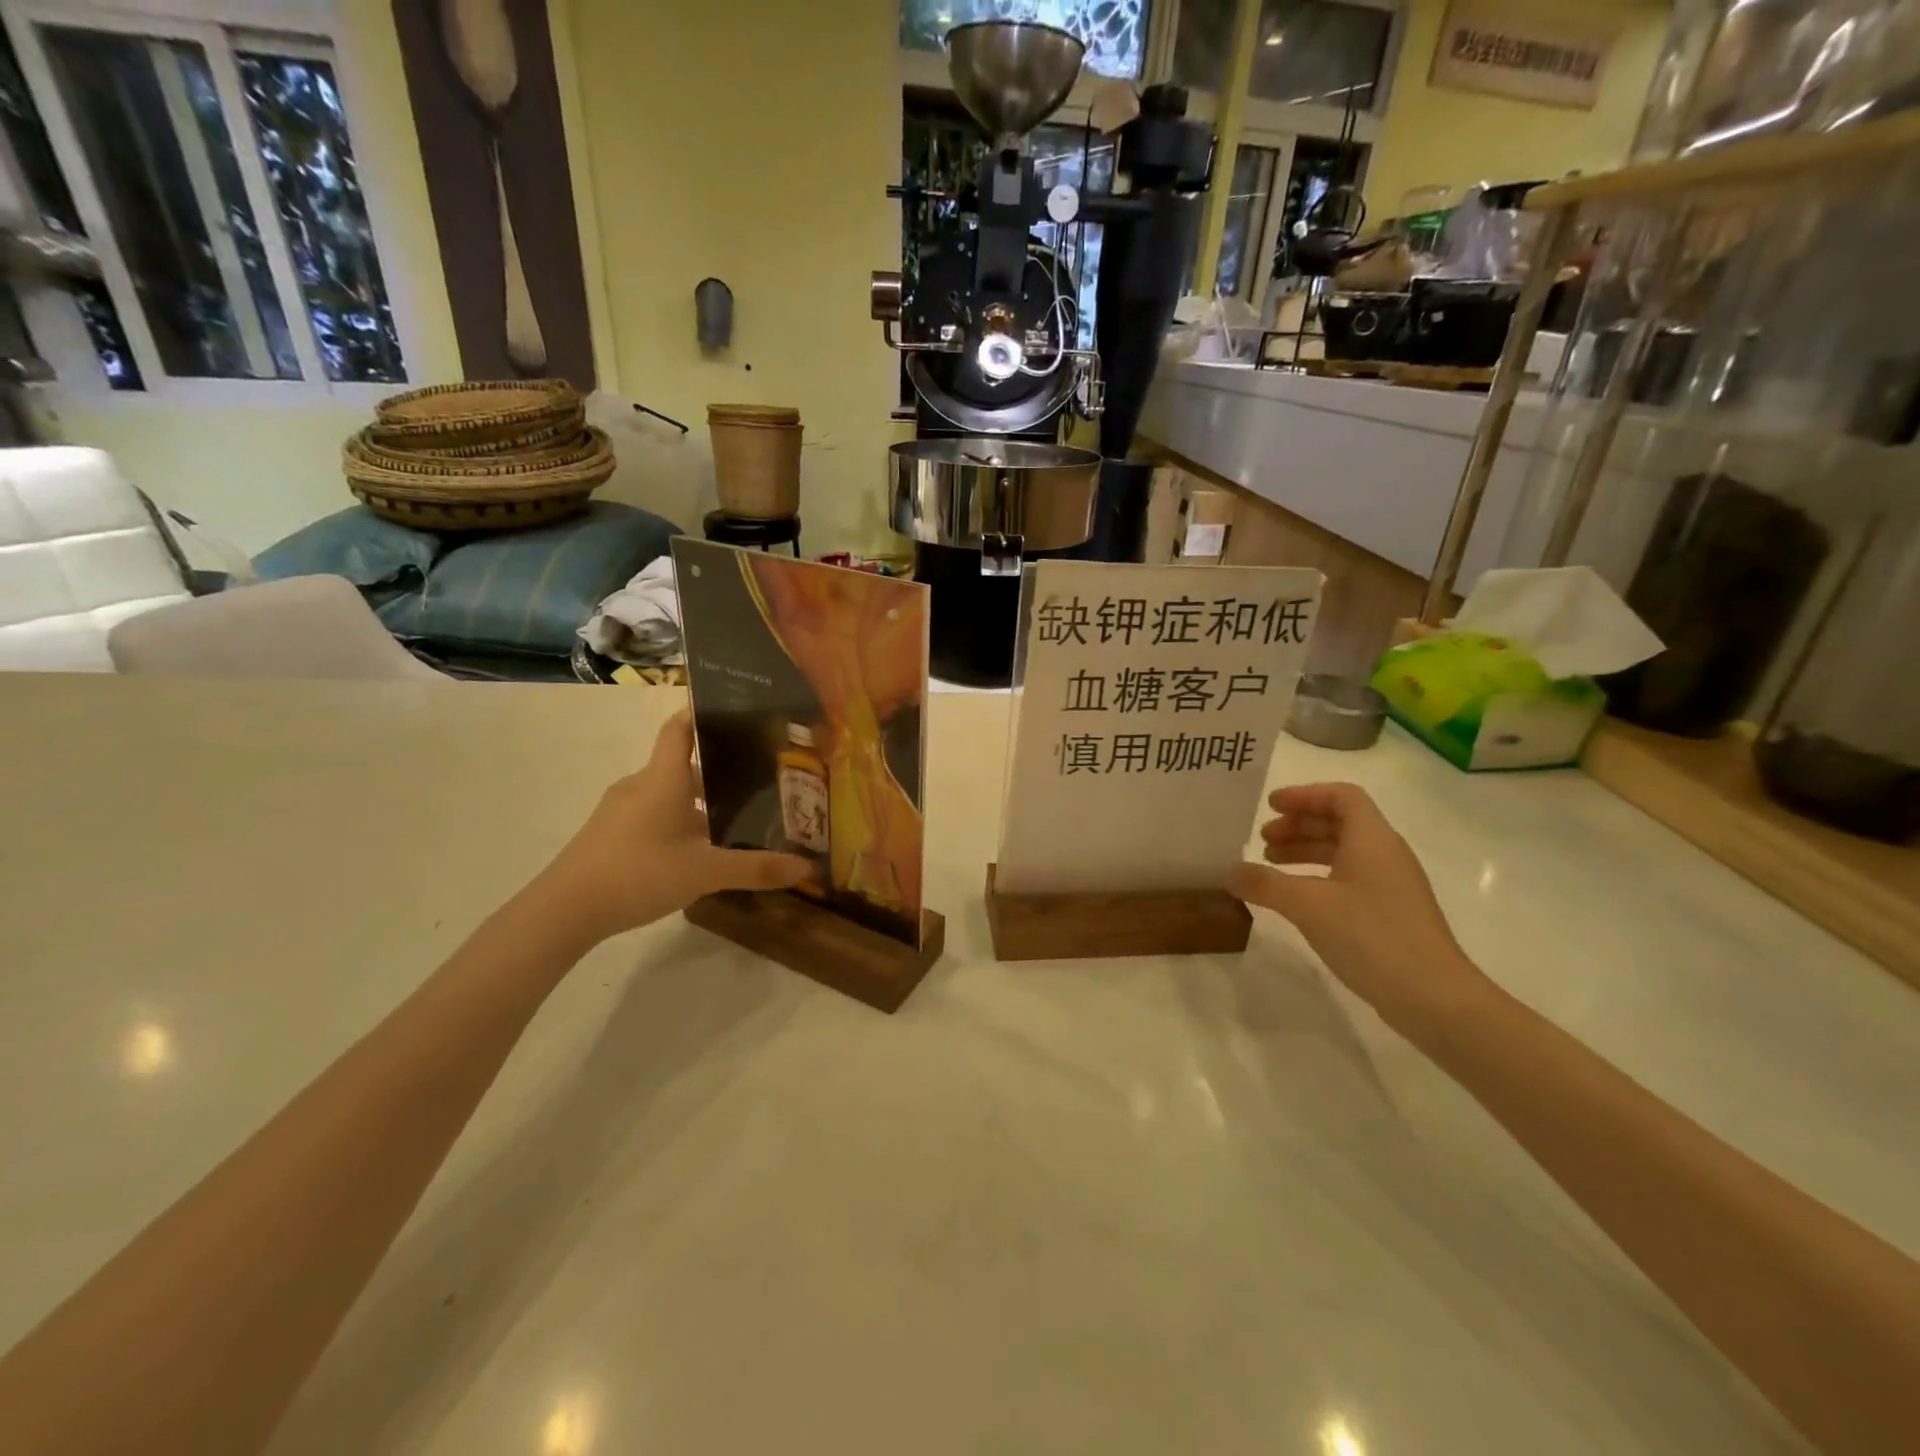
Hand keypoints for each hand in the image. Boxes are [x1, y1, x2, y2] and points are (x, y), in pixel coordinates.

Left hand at [529, 709, 811, 944]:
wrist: (564, 910)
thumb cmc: (638, 873)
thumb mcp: (705, 873)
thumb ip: (756, 867)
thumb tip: (807, 867)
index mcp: (663, 779)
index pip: (680, 728)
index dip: (701, 711)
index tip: (732, 706)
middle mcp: (641, 785)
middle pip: (682, 764)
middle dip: (718, 768)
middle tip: (758, 775)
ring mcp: (621, 810)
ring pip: (668, 793)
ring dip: (699, 800)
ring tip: (736, 814)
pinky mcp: (610, 834)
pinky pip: (653, 814)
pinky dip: (679, 820)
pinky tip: (698, 848)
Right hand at [1227, 783, 1491, 1031]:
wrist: (1434, 998)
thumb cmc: (1372, 936)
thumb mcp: (1307, 905)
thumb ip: (1264, 884)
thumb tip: (1229, 871)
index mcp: (1373, 839)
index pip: (1341, 796)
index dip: (1304, 795)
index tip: (1270, 806)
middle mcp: (1386, 855)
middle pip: (1340, 823)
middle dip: (1298, 826)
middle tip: (1262, 839)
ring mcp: (1392, 886)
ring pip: (1344, 852)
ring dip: (1306, 852)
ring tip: (1270, 866)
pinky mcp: (1391, 914)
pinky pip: (1349, 879)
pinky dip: (1318, 878)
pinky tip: (1297, 900)